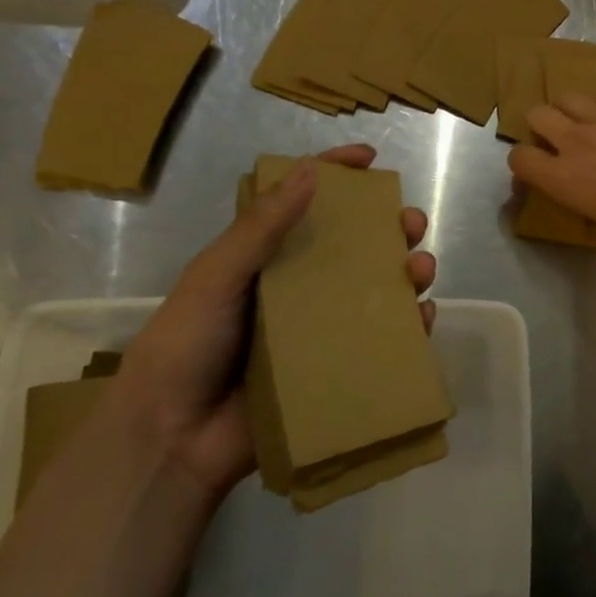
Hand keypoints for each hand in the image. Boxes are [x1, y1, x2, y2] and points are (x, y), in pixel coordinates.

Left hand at [117, 144, 435, 500]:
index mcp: (266, 257)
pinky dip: (410, 326)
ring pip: (377, 289)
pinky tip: (422, 318)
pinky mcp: (335, 367)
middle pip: (354, 246)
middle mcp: (299, 286)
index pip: (305, 202)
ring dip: (407, 272)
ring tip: (419, 270)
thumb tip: (310, 172)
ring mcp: (320, 328)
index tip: (370, 158)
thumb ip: (260, 226)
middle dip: (389, 227)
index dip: (337, 174)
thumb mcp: (215, 275)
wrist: (173, 438)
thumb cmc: (186, 345)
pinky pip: (383, 341)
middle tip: (409, 224)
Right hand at [507, 94, 595, 252]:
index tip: (537, 172)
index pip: (519, 157)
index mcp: (563, 177)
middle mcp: (576, 141)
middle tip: (558, 141)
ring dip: (569, 110)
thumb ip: (587, 219)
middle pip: (537, 114)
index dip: (523, 164)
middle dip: (540, 126)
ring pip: (568, 97)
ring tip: (585, 125)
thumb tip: (584, 214)